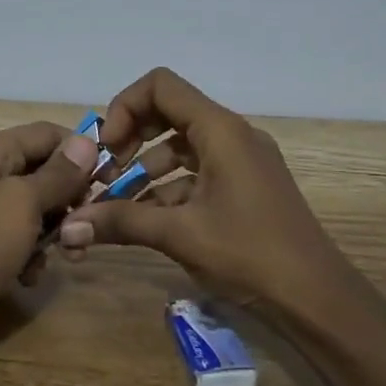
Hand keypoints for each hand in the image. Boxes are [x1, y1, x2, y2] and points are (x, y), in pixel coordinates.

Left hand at [0, 121, 100, 359]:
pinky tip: (31, 276)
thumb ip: (58, 173)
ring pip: (33, 207)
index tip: (110, 180)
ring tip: (66, 256)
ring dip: (53, 231)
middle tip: (85, 227)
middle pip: (42, 170)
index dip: (80, 152)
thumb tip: (86, 141)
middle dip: (69, 198)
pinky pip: (16, 237)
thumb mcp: (24, 202)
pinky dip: (29, 254)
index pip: (47, 133)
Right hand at [59, 68, 347, 309]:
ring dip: (144, 169)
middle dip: (130, 138)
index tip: (106, 148)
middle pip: (168, 113)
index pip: (161, 86)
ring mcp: (241, 162)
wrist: (317, 300)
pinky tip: (142, 221)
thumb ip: (122, 221)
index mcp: (220, 130)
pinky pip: (196, 173)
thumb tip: (69, 226)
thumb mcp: (180, 234)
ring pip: (181, 147)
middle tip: (105, 172)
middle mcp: (232, 135)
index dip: (124, 107)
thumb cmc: (250, 254)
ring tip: (114, 204)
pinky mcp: (244, 187)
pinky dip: (167, 189)